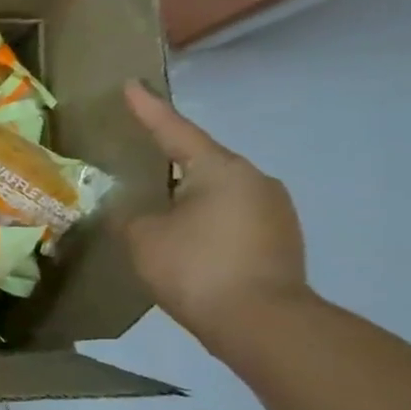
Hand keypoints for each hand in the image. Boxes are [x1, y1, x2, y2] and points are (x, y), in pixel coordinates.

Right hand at [122, 81, 309, 348]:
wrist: (263, 324)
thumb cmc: (196, 268)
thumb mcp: (143, 238)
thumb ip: (130, 216)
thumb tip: (134, 211)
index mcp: (220, 169)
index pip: (175, 131)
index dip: (148, 110)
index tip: (131, 85)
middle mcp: (254, 180)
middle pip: (201, 163)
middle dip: (169, 166)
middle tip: (138, 168)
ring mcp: (274, 211)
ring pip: (217, 193)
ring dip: (188, 199)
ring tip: (158, 216)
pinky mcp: (280, 240)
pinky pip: (231, 218)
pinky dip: (205, 223)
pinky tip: (186, 244)